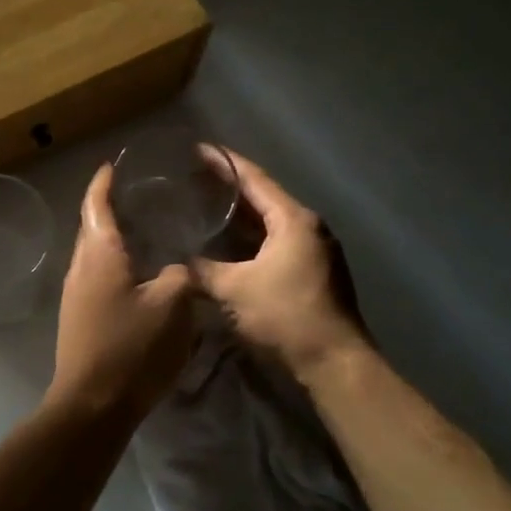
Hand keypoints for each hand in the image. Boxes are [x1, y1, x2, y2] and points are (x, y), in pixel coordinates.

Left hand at [46, 164, 197, 423]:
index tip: (114, 164)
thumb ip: (180, 276)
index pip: (96, 204)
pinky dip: (114, 263)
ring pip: (94, 253)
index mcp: (99, 254)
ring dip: (113, 237)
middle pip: (91, 226)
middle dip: (109, 207)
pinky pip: (96, 276)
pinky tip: (138, 272)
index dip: (104, 182)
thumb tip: (177, 269)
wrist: (92, 403)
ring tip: (143, 229)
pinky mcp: (79, 317)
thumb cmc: (132, 347)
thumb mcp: (173, 305)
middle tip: (139, 194)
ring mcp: (75, 293)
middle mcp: (80, 267)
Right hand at [194, 148, 372, 378]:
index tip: (198, 149)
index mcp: (293, 220)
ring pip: (270, 222)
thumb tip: (175, 261)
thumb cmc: (285, 316)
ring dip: (240, 215)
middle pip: (264, 197)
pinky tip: (227, 244)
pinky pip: (275, 242)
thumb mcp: (233, 290)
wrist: (334, 362)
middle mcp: (308, 227)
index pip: (254, 178)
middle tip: (194, 177)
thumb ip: (201, 270)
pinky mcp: (313, 272)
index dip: (224, 162)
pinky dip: (250, 238)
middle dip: (229, 187)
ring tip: (205, 205)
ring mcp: (314, 250)